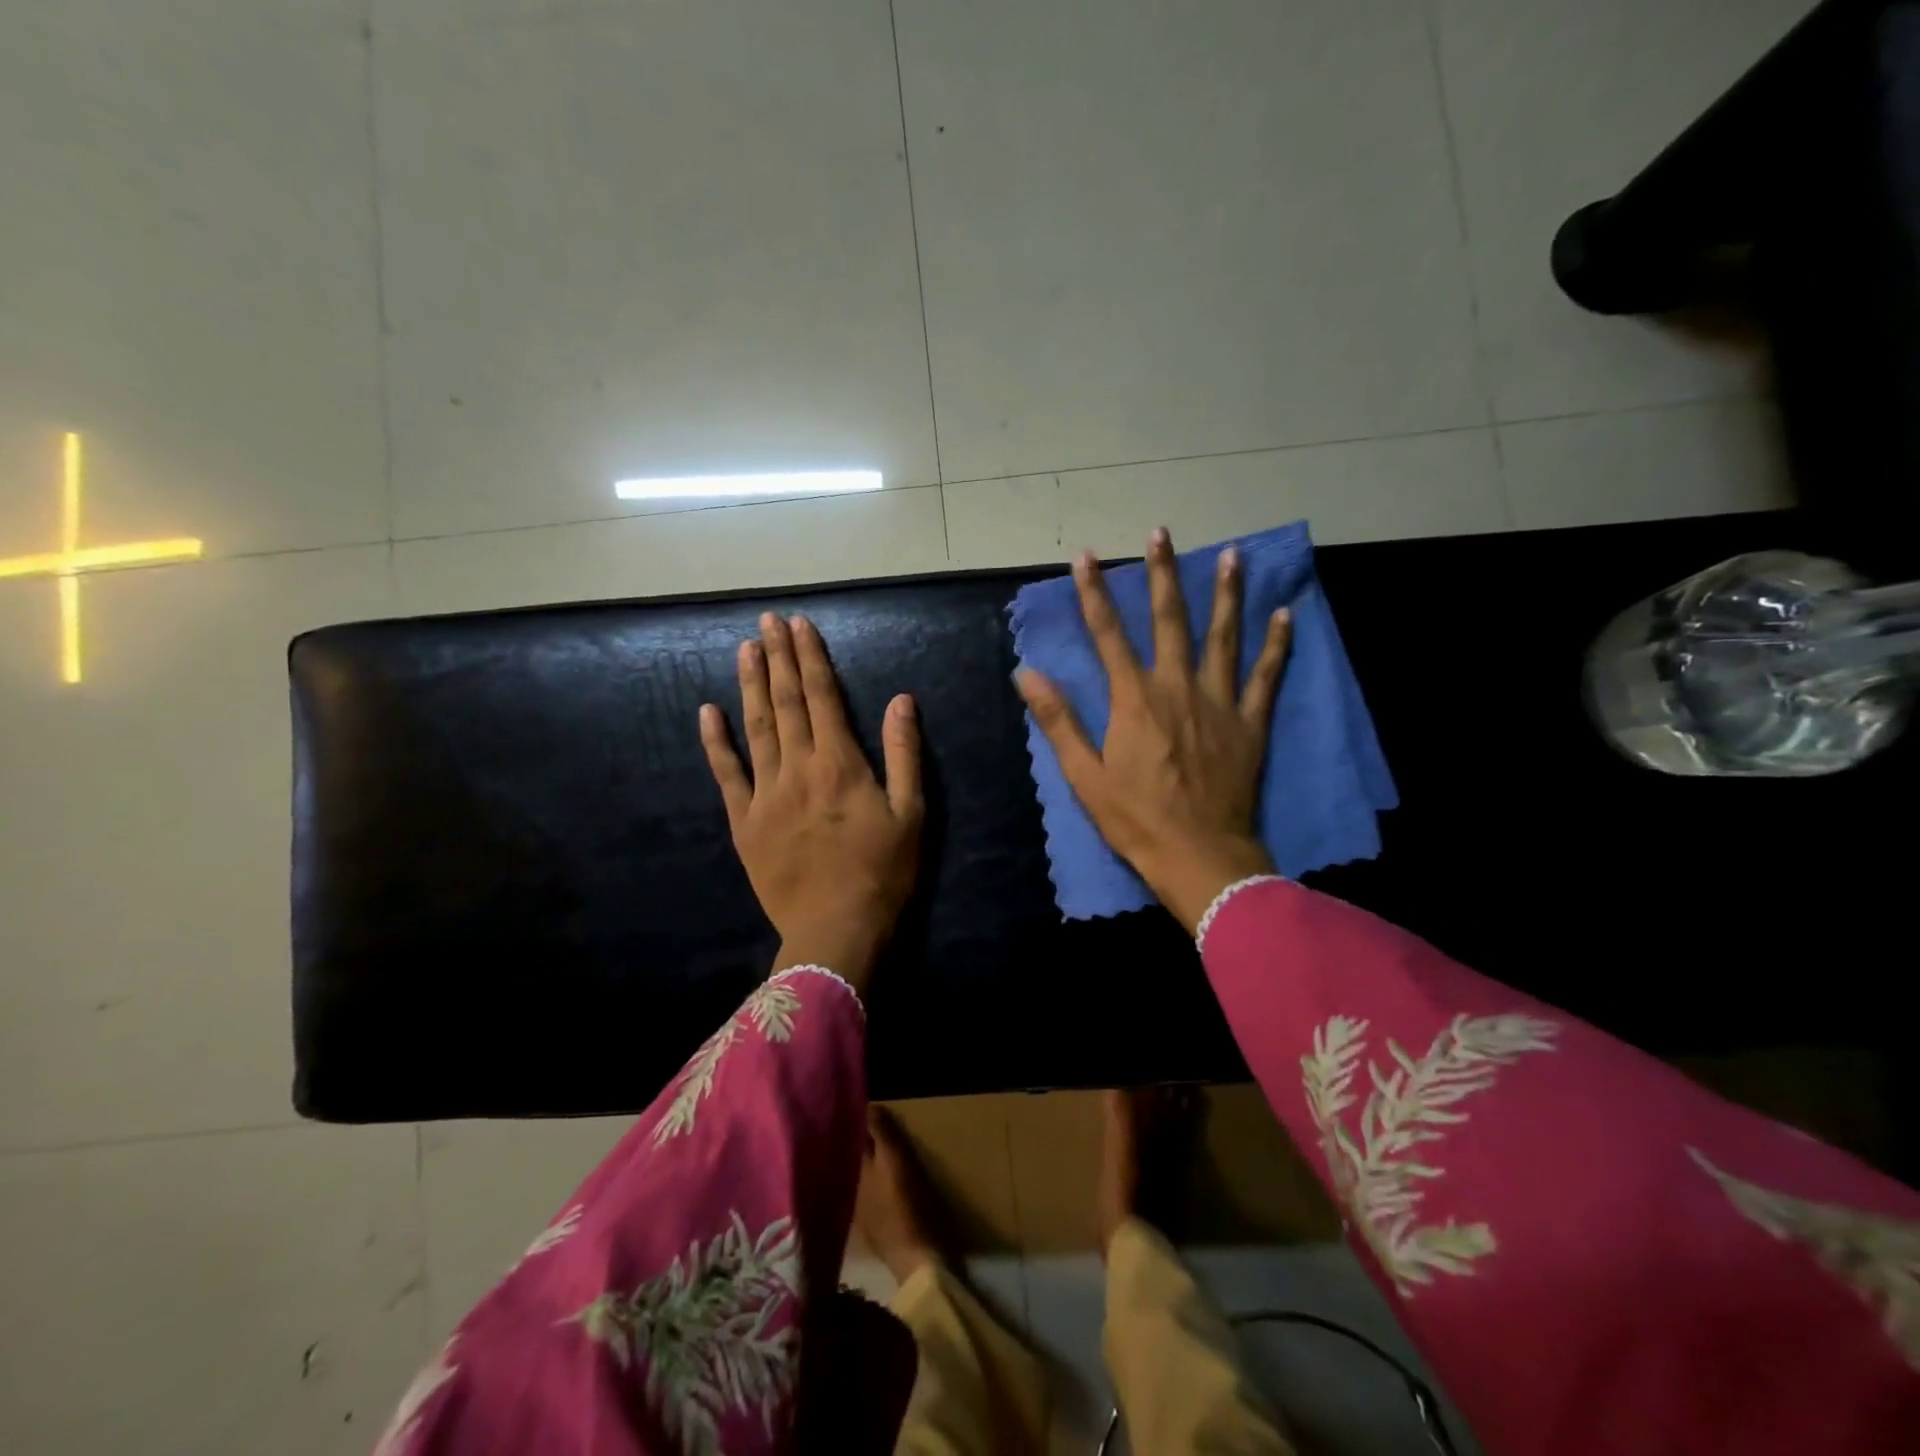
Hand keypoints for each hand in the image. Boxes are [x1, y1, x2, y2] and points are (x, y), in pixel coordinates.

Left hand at [700, 613, 923, 990]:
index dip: (810, 658)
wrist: (835, 930)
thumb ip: (905, 753)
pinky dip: (716, 742)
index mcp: (841, 763)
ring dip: (751, 686)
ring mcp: (765, 794)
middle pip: (786, 702)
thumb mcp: (911, 812)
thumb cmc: (883, 872)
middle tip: (767, 621)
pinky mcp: (744, 821)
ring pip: (756, 728)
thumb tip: (901, 699)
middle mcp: (799, 768)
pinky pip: (726, 774)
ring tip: (745, 649)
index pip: (822, 696)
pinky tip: (707, 712)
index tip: (799, 625)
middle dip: (778, 658)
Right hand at [1015, 528, 1291, 933]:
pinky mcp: (1250, 724)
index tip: (1086, 557)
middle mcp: (1177, 688)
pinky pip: (1267, 676)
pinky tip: (1284, 615)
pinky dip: (1277, 645)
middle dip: (1162, 574)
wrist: (1200, 857)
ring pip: (1223, 637)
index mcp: (1134, 700)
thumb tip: (1027, 673)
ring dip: (1225, 594)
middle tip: (1161, 533)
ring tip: (1231, 554)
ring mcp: (1219, 703)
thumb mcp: (1084, 775)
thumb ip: (1058, 720)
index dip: (1094, 593)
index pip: (1108, 634)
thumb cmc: (1136, 820)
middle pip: (1169, 620)